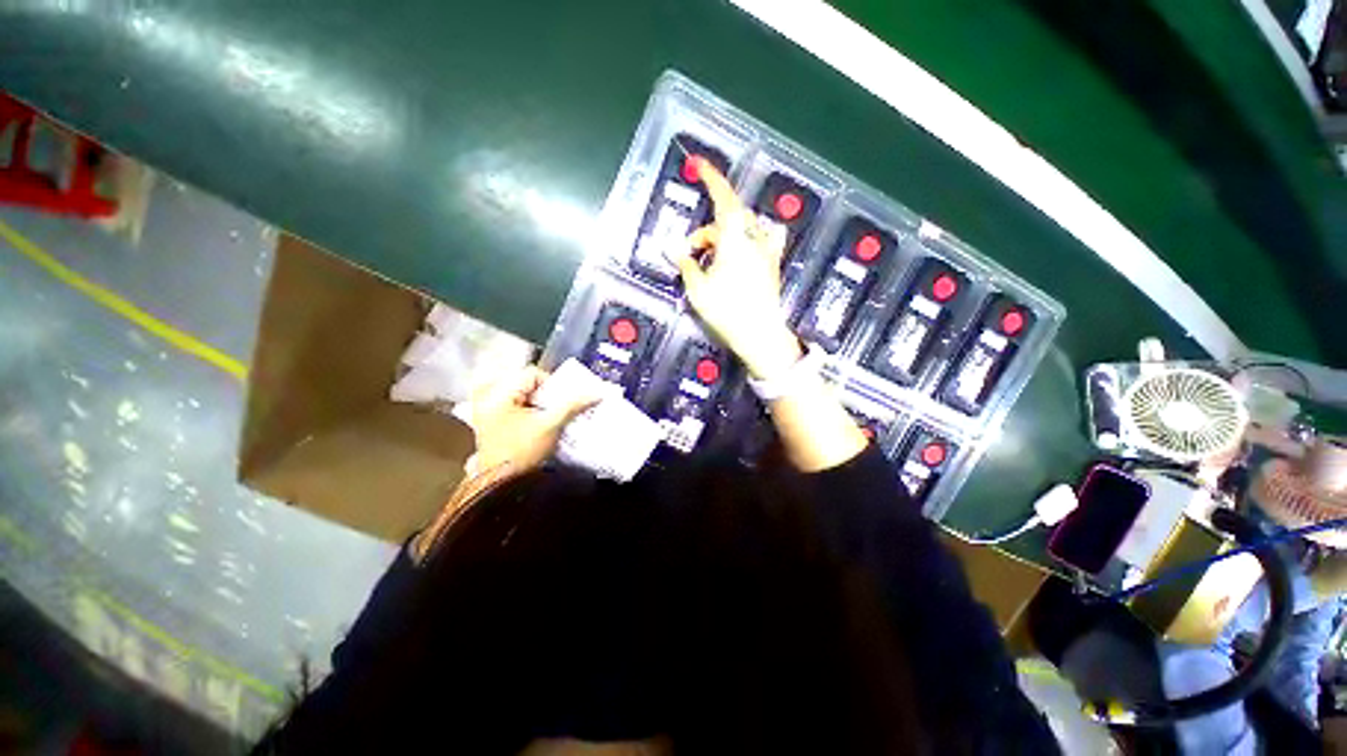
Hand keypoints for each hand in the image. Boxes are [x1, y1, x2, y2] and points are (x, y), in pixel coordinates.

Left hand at [465, 365, 597, 471]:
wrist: (502, 484)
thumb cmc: (523, 453)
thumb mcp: (551, 425)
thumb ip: (573, 405)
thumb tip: (596, 394)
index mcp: (496, 394)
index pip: (531, 374)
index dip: (551, 385)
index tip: (559, 402)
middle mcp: (486, 398)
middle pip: (524, 382)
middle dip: (544, 394)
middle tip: (553, 408)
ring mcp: (485, 410)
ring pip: (520, 393)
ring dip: (537, 402)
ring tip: (546, 416)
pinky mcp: (489, 421)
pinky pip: (512, 404)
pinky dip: (527, 409)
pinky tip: (535, 422)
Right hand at [672, 160, 803, 378]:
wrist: (760, 335)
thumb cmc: (727, 312)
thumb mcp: (699, 289)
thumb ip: (686, 264)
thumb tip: (674, 248)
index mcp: (734, 239)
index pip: (723, 198)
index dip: (711, 178)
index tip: (699, 164)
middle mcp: (754, 239)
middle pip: (728, 219)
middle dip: (707, 230)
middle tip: (691, 252)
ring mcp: (766, 251)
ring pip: (742, 230)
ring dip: (723, 238)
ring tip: (710, 261)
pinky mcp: (771, 265)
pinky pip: (759, 241)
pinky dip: (746, 241)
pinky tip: (741, 253)